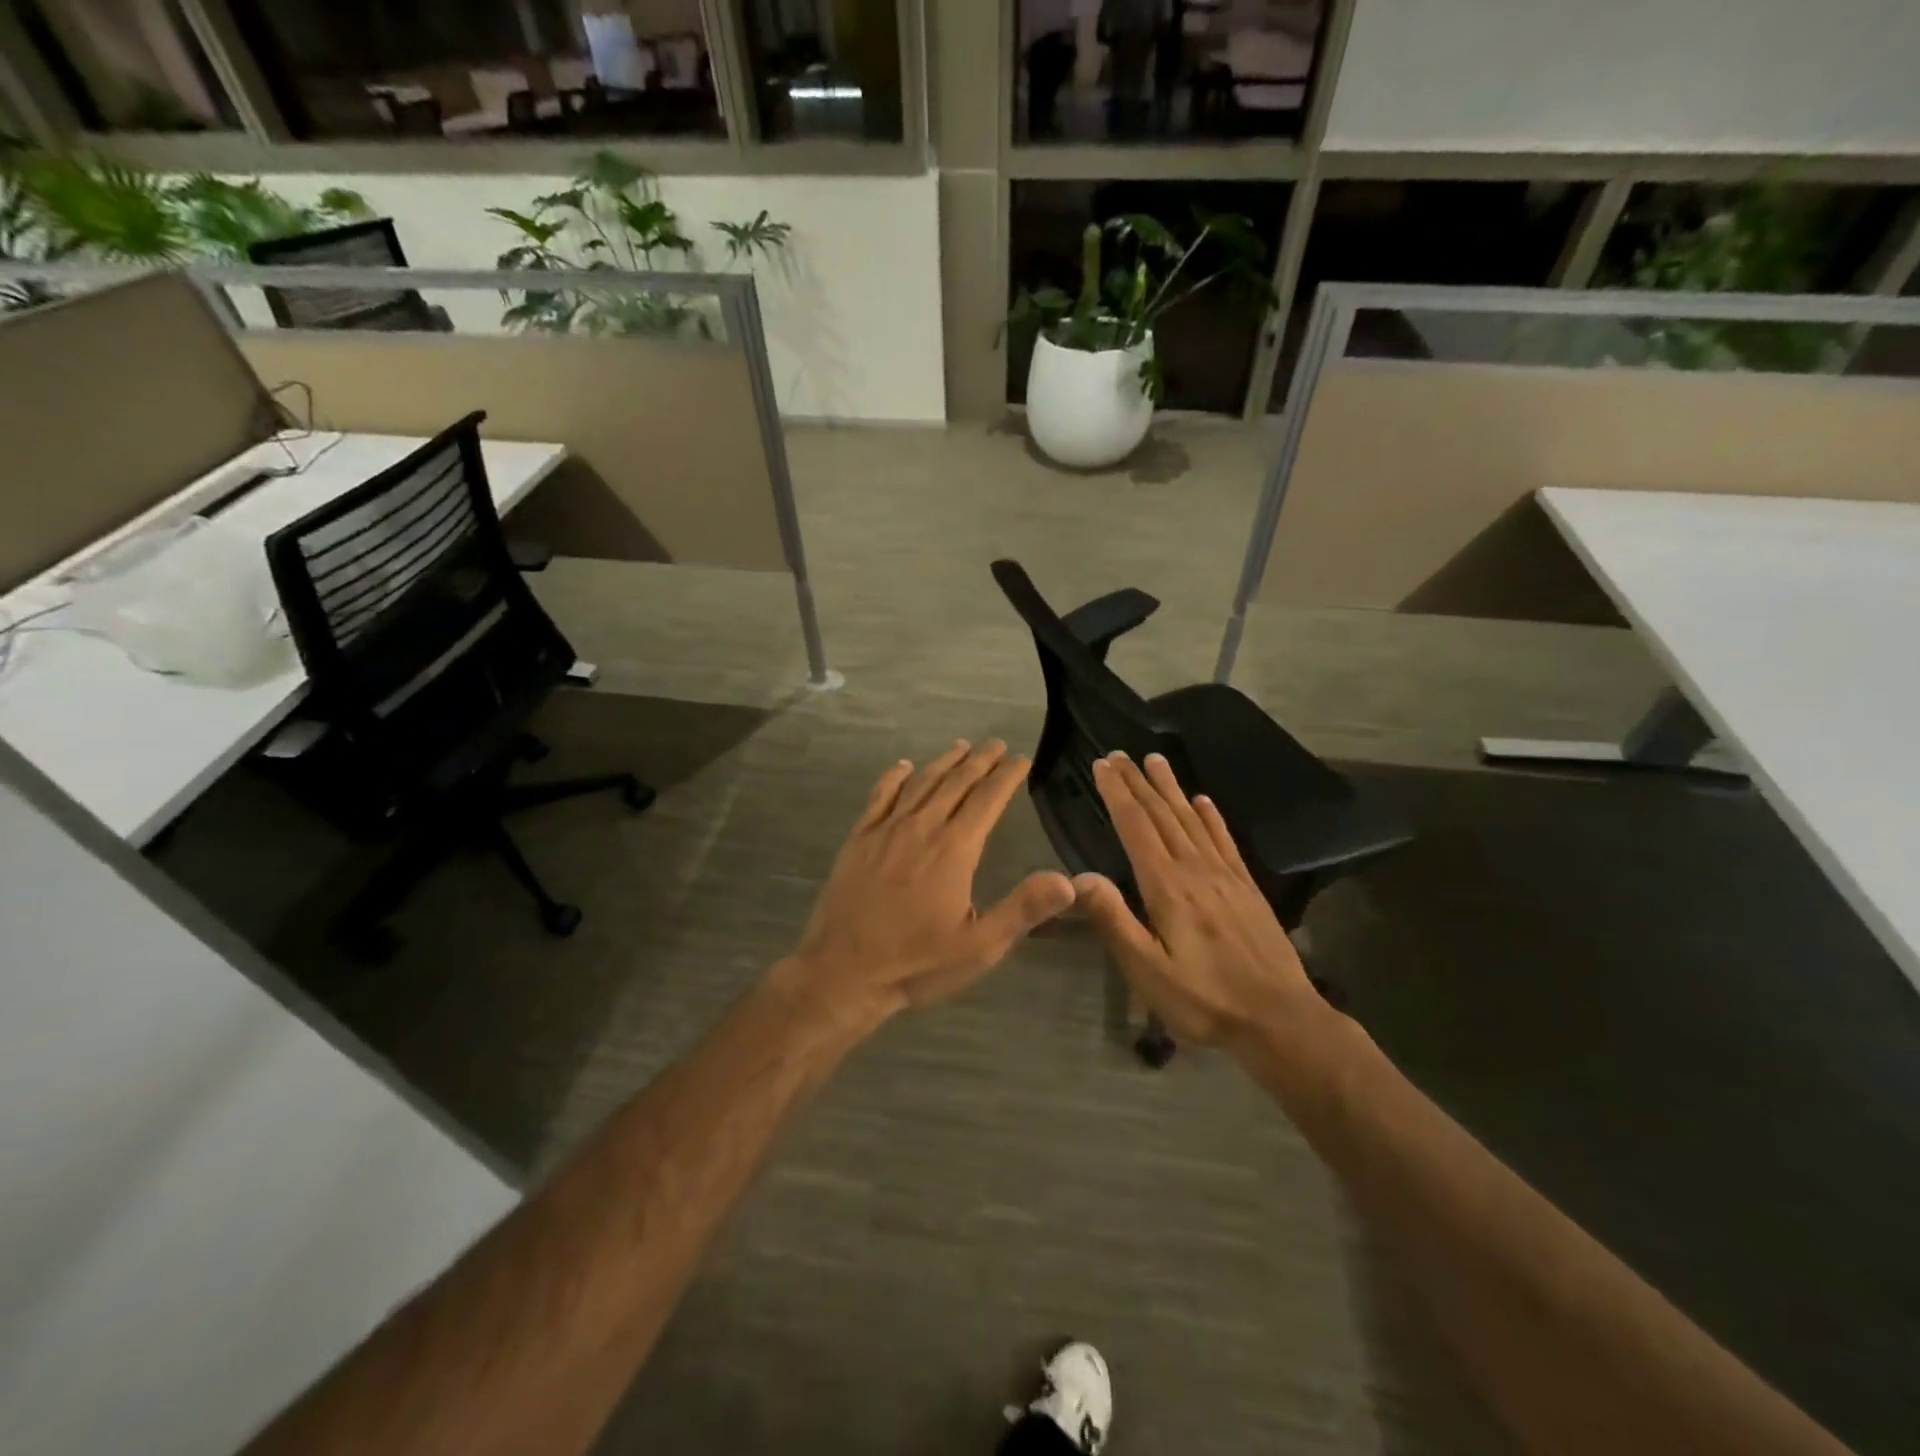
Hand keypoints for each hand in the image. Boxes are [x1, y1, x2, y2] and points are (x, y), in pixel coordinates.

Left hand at [782, 741, 1075, 1023]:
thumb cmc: (916, 962)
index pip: (987, 799)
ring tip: (961, 747)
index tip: (1020, 758)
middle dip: (979, 760)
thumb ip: (1023, 909)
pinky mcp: (859, 839)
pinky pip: (880, 796)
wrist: (842, 972)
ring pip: (920, 783)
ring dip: (943, 762)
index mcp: (954, 849)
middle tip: (996, 744)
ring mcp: (885, 830)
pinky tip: (903, 766)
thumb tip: (1068, 880)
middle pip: (955, 782)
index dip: (1006, 776)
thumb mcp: (979, 946)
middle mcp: (921, 828)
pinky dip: (894, 777)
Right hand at [1074, 751, 1319, 1045]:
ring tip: (1156, 760)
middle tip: (1120, 753)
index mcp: (1167, 887)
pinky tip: (1203, 800)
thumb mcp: (1148, 971)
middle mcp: (1196, 869)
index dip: (1117, 794)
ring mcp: (1226, 876)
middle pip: (1162, 815)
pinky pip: (1224, 840)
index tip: (1102, 765)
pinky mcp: (1247, 888)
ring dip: (1171, 788)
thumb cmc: (1204, 999)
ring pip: (1192, 820)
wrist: (1280, 1019)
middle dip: (1138, 782)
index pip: (1136, 828)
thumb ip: (1114, 921)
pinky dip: (1211, 816)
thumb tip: (1080, 877)